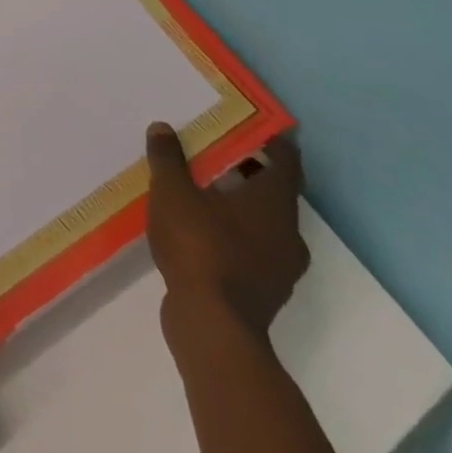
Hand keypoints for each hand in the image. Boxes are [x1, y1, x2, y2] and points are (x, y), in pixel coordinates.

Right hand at [145, 122, 309, 343]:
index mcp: (275, 204)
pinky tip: (199, 231)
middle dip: (246, 172)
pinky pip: (252, 250)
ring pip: (263, 224)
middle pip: (274, 192)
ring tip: (200, 191)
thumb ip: (168, 158)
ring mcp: (280, 267)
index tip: (248, 125)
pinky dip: (232, 234)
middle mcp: (288, 233)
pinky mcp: (264, 292)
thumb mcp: (173, 192)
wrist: (214, 327)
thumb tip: (163, 129)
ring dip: (238, 206)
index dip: (271, 141)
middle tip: (212, 153)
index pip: (286, 162)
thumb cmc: (200, 247)